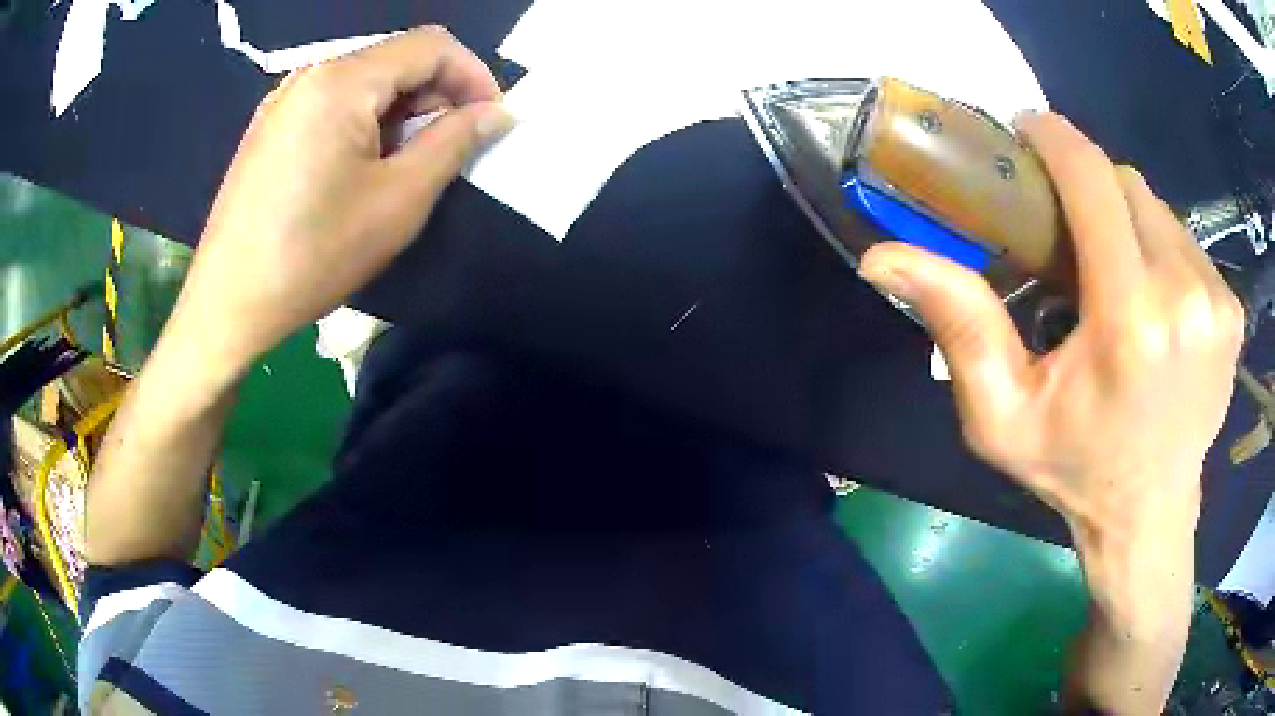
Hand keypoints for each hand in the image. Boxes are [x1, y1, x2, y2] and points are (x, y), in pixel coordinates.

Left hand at [169, 26, 512, 378]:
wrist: (228, 305)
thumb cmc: (313, 255)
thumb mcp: (398, 200)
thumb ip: (454, 142)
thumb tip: (497, 113)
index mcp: (341, 81)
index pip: (431, 46)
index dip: (474, 76)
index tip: (491, 121)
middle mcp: (310, 75)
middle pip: (396, 60)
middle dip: (436, 96)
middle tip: (451, 150)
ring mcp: (284, 101)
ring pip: (365, 83)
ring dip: (402, 113)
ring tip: (406, 165)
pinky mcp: (270, 128)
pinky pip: (333, 105)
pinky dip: (365, 123)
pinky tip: (362, 169)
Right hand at [858, 113, 1242, 615]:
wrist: (1149, 516)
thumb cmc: (1074, 469)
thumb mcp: (1001, 416)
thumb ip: (957, 327)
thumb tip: (880, 257)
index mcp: (1130, 322)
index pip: (1093, 179)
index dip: (1055, 138)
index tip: (1028, 131)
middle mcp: (1185, 297)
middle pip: (1127, 185)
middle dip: (1090, 187)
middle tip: (1066, 227)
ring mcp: (1217, 302)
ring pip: (1159, 209)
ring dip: (1126, 219)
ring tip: (1111, 268)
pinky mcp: (1233, 311)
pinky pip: (1187, 243)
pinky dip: (1161, 249)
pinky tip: (1151, 296)